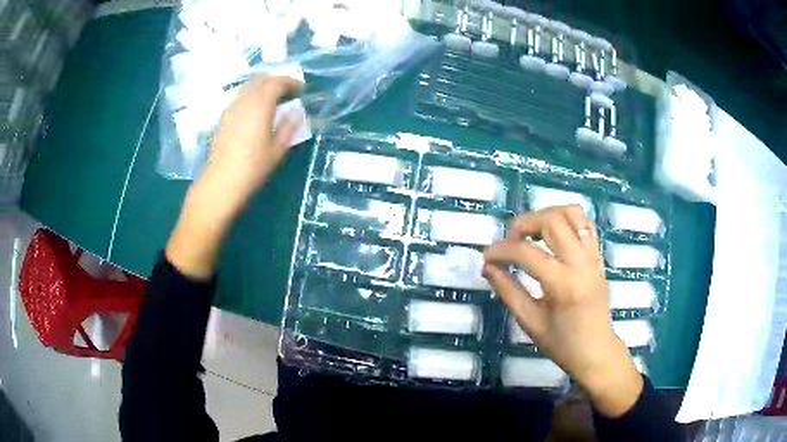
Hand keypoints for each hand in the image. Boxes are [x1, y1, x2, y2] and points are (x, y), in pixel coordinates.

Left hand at [201, 75, 304, 210]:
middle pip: (261, 79)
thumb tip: (296, 112)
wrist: (223, 179)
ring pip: (248, 86)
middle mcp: (245, 99)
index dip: (291, 82)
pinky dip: (251, 95)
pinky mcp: (223, 116)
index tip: (301, 89)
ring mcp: (231, 106)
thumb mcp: (278, 148)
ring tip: (272, 97)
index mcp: (261, 104)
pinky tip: (255, 108)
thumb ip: (289, 125)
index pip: (278, 82)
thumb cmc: (253, 165)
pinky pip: (240, 96)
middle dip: (276, 80)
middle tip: (288, 89)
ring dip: (263, 86)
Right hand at [483, 205, 642, 416]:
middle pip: (551, 221)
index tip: (486, 257)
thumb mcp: (530, 322)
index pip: (526, 252)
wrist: (596, 351)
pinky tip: (553, 233)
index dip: (501, 250)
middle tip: (509, 240)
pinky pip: (585, 224)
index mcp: (563, 284)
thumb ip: (508, 291)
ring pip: (572, 213)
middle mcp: (581, 263)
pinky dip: (566, 219)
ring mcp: (593, 256)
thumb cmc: (562, 344)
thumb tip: (488, 267)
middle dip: (524, 223)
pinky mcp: (598, 256)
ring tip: (532, 231)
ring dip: (547, 214)